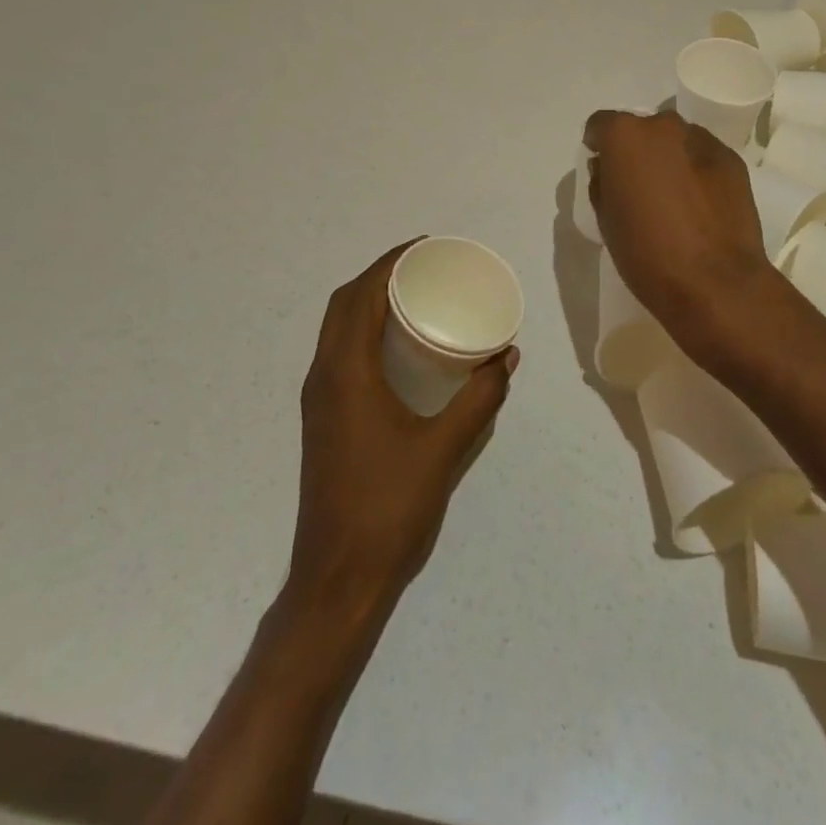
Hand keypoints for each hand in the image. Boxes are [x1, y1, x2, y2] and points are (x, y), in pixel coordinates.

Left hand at [289, 242, 516, 611]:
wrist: (338, 577)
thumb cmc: (390, 506)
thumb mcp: (445, 448)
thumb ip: (479, 398)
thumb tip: (506, 356)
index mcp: (346, 373)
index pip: (361, 296)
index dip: (389, 263)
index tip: (425, 247)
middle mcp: (324, 377)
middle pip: (343, 305)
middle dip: (380, 276)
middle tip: (424, 267)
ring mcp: (319, 400)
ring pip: (337, 329)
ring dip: (368, 302)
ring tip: (414, 295)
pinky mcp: (323, 419)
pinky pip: (340, 353)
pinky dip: (364, 331)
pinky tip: (399, 346)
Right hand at [583, 109, 770, 323]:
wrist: (716, 283)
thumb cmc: (647, 254)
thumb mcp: (606, 220)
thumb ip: (602, 182)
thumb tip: (608, 168)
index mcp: (625, 136)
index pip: (601, 125)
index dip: (598, 146)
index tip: (603, 170)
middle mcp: (664, 126)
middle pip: (642, 129)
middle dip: (637, 150)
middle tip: (640, 186)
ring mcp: (703, 140)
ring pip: (676, 140)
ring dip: (670, 158)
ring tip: (674, 196)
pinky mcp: (732, 159)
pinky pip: (703, 156)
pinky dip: (697, 170)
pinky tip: (700, 204)